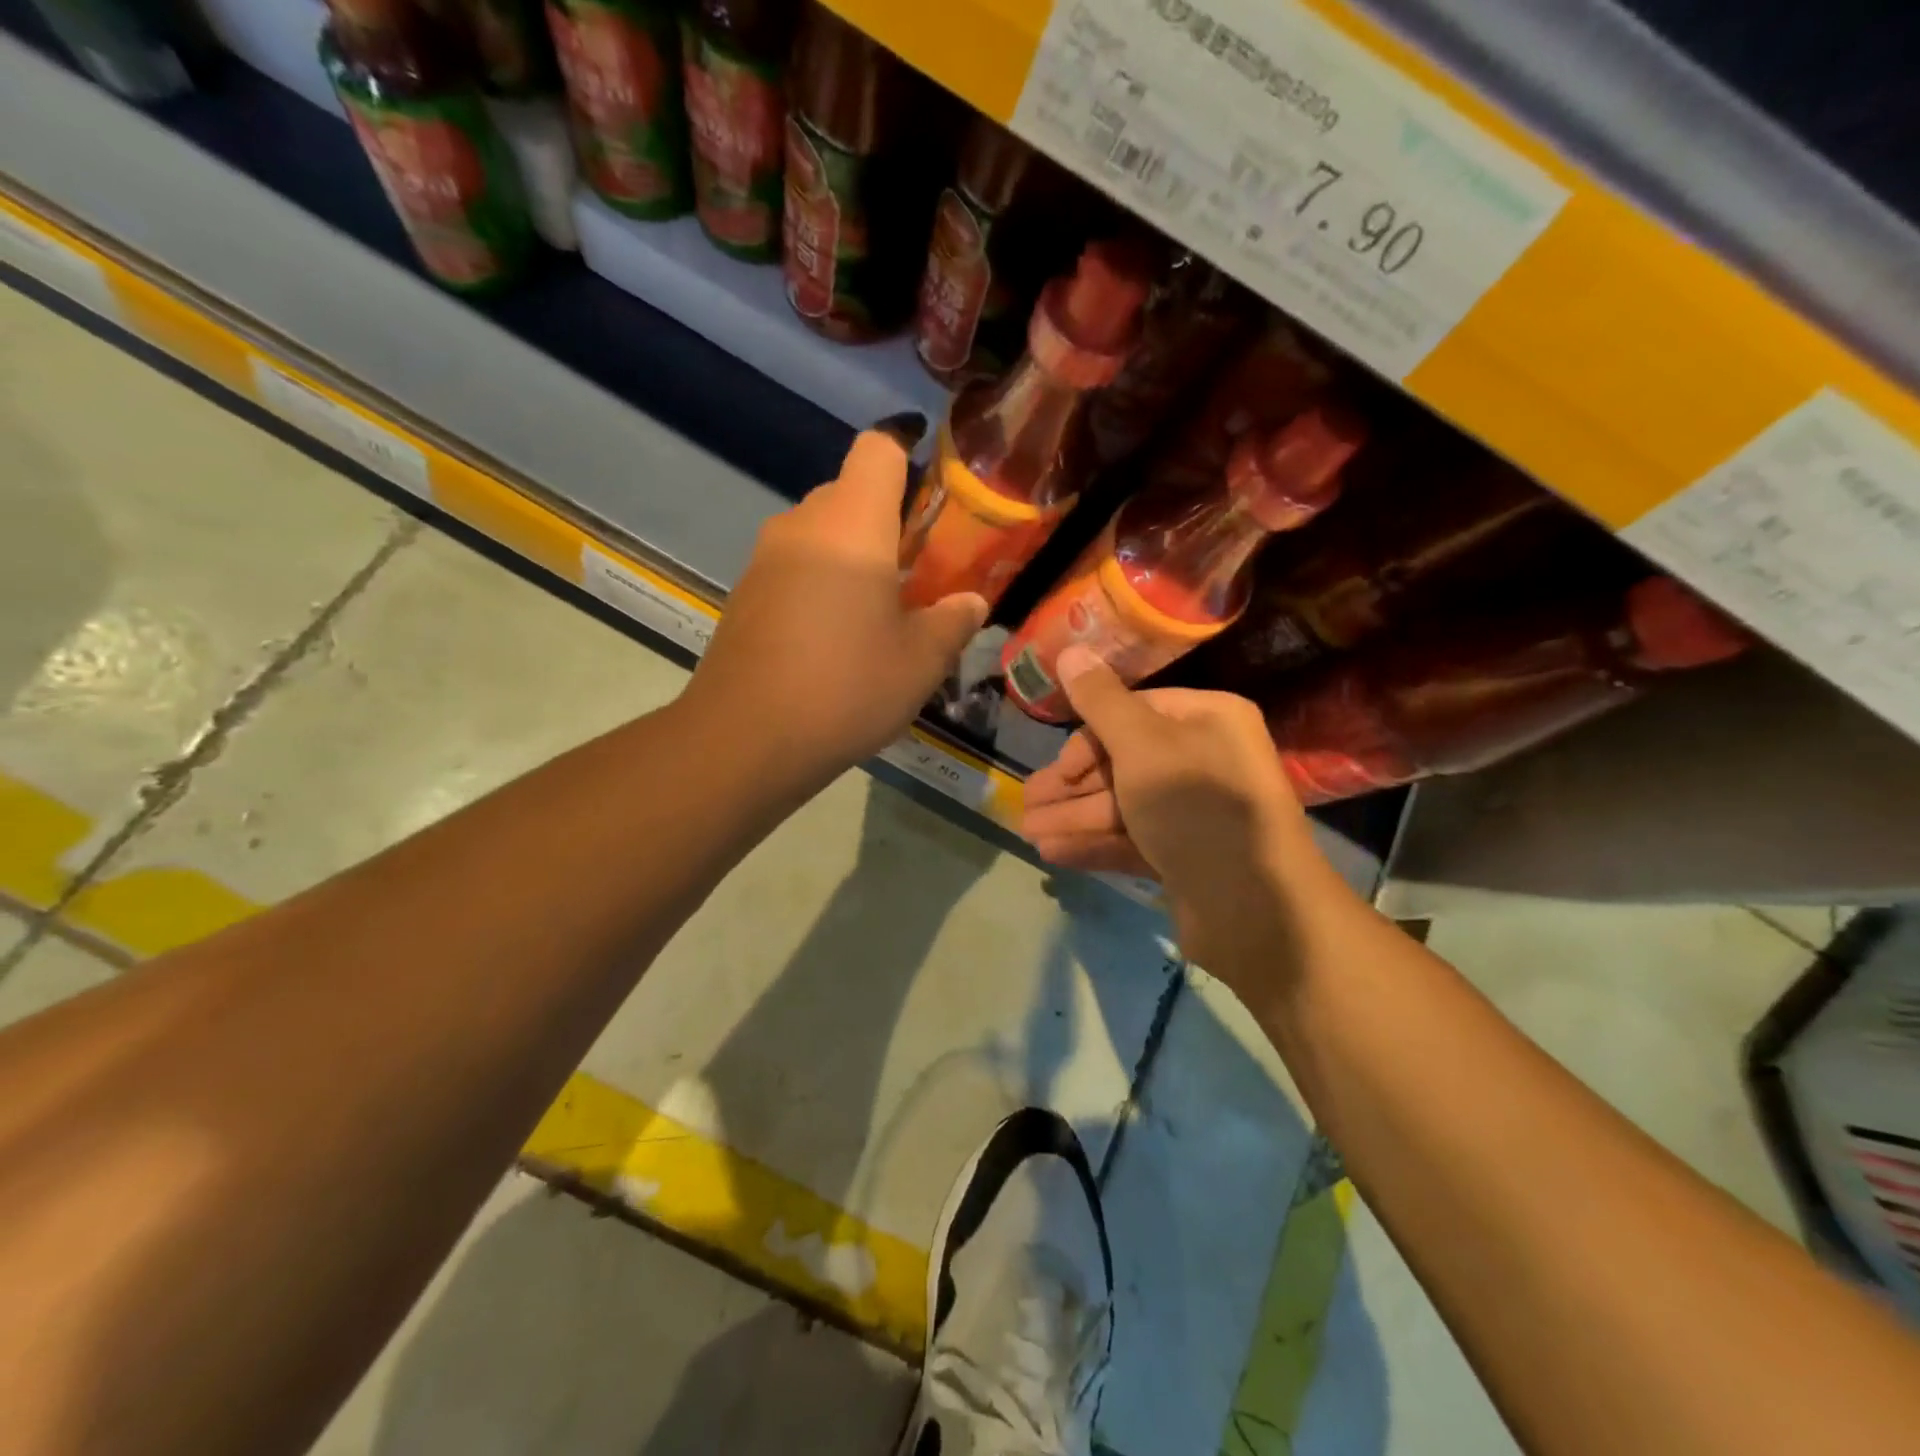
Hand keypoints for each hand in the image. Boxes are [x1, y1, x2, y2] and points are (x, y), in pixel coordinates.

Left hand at [683, 427, 987, 789]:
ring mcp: (764, 559)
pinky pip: (794, 566)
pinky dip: (820, 582)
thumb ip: (954, 621)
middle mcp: (801, 525)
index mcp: (852, 524)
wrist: (745, 740)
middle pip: (849, 491)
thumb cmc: (847, 688)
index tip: (932, 500)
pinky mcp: (744, 594)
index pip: (878, 449)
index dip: (909, 457)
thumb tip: (971, 601)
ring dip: (851, 556)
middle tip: (917, 572)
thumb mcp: (921, 662)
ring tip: (878, 612)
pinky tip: (834, 638)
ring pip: (819, 532)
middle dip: (887, 521)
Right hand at [1021, 648, 1344, 976]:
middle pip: (1122, 762)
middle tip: (1025, 804)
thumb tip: (1070, 649)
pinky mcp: (1186, 856)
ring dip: (1073, 817)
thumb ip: (1101, 701)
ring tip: (1028, 832)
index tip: (1056, 769)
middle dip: (1071, 786)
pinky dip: (1094, 843)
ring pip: (1123, 805)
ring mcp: (1196, 812)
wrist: (1256, 908)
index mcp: (1207, 720)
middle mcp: (1205, 759)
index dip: (1087, 740)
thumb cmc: (1196, 805)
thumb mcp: (1143, 744)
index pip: (1133, 713)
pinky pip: (1132, 840)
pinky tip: (1053, 851)